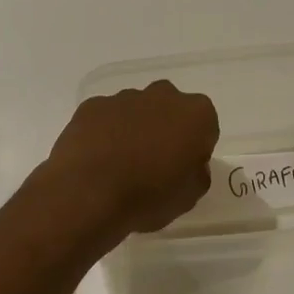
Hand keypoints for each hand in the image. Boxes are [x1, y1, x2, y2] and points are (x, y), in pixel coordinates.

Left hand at [36, 81, 217, 241]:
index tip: (181, 169)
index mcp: (195, 115)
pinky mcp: (92, 106)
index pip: (204, 127)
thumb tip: (189, 164)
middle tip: (154, 164)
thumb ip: (197, 173)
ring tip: (120, 165)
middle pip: (170, 110)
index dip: (194, 148)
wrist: (89, 195)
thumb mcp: (189, 197)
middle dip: (165, 130)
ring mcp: (124, 98)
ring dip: (134, 129)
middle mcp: (163, 96)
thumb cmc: (149, 197)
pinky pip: (106, 117)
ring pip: (136, 110)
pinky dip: (105, 132)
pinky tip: (98, 159)